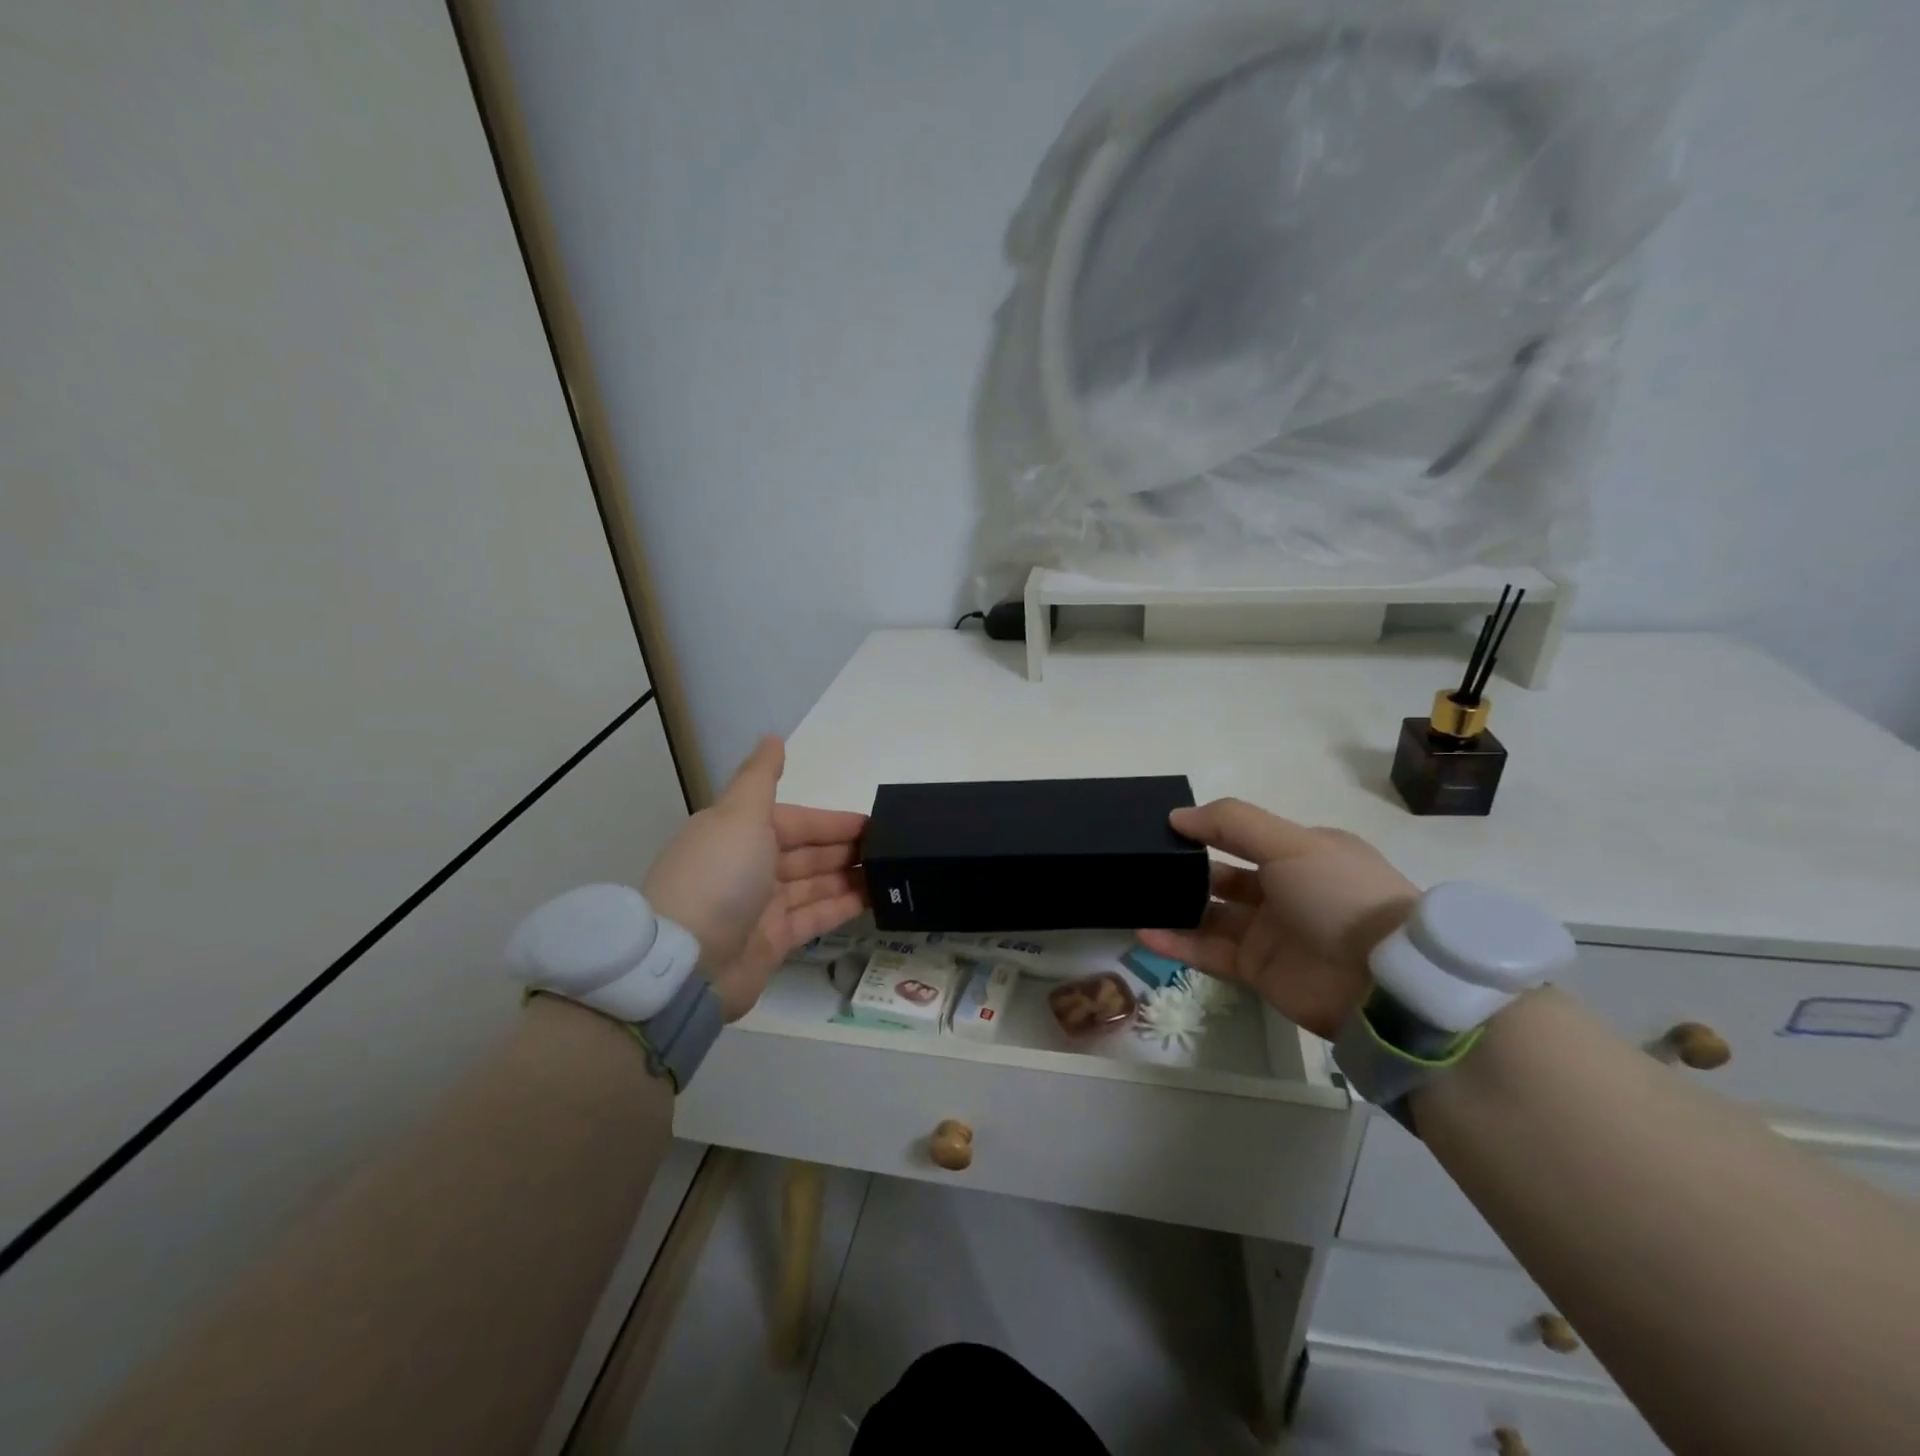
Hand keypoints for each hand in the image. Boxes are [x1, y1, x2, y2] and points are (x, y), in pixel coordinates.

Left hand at [642, 736, 868, 1019]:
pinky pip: (814, 918)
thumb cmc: (719, 877)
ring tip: (890, 874)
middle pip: (806, 853)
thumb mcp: (739, 815)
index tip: (873, 823)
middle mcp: (749, 867)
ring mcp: (761, 908)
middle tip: (890, 850)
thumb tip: (773, 736)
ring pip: (813, 885)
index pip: (795, 821)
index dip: (832, 822)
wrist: (687, 964)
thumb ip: (761, 777)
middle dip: (844, 849)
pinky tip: (873, 900)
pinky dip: (841, 907)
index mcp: (738, 833)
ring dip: (848, 877)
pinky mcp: (772, 943)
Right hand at [1137, 799, 1417, 1039]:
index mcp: (1302, 854)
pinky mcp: (1258, 970)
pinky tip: (1145, 933)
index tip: (1164, 828)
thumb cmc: (1339, 897)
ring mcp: (1271, 932)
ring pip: (1211, 915)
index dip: (1206, 829)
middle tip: (1143, 866)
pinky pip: (1209, 953)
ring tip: (1137, 899)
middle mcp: (1285, 890)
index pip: (1243, 835)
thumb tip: (1177, 816)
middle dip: (1187, 870)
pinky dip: (1178, 944)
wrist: (1383, 983)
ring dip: (1176, 907)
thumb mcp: (1292, 844)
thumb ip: (1232, 824)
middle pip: (1224, 876)